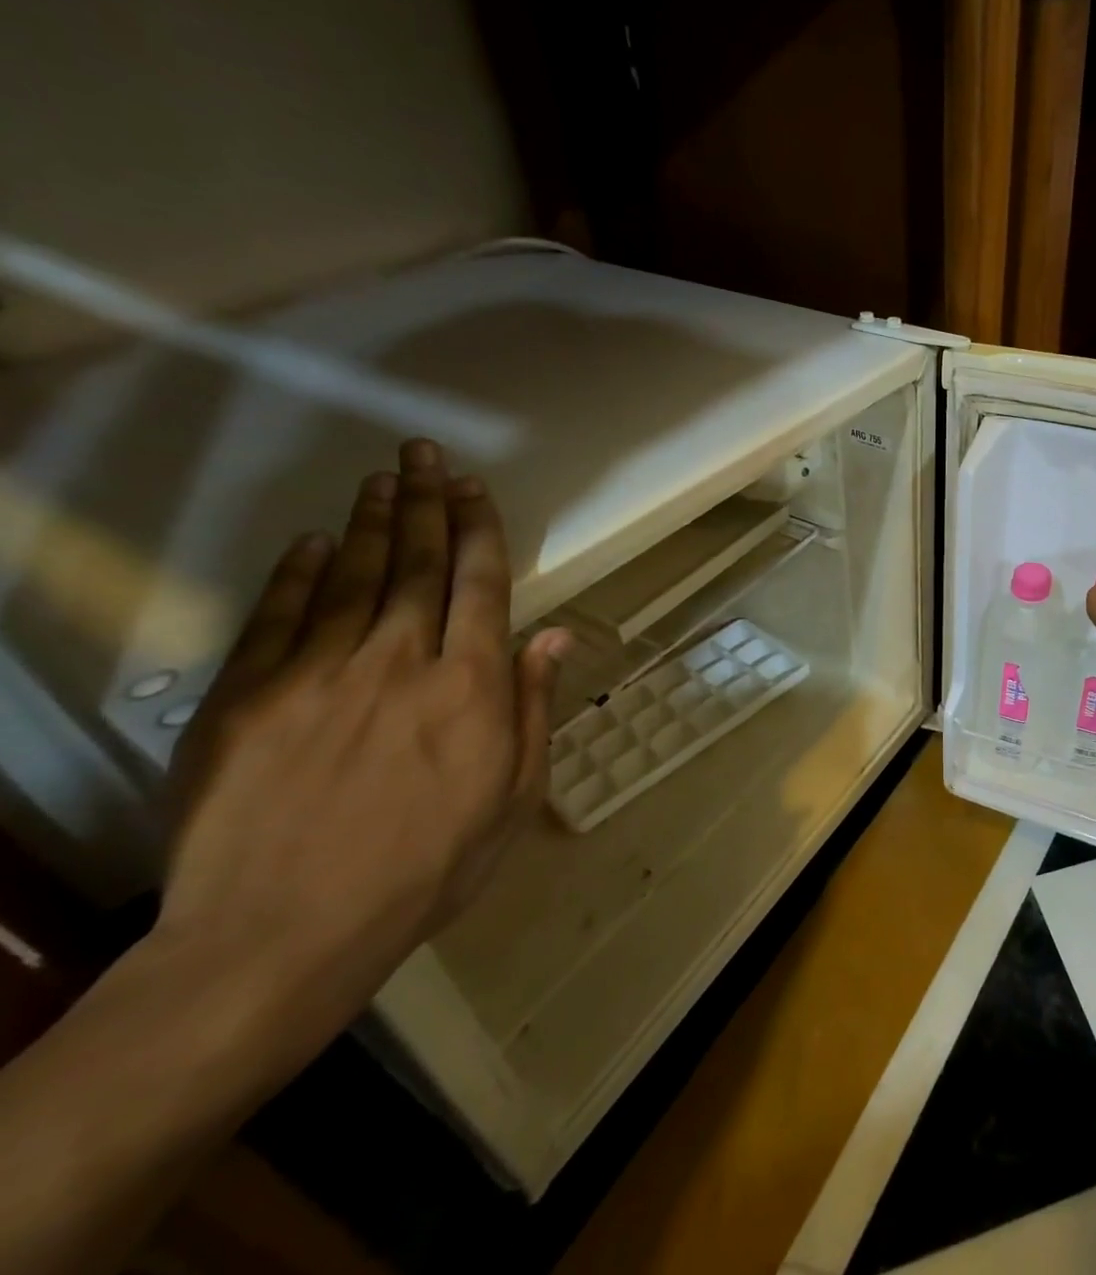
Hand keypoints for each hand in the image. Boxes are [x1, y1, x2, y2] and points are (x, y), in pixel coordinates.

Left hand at [152, 439, 568, 1062]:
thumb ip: (532, 707)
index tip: (475, 488)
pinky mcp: (246, 697)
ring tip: (382, 478)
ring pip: (351, 576)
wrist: (283, 936)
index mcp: (470, 686)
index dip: (479, 529)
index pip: (480, 584)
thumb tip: (552, 636)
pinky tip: (312, 541)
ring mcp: (317, 674)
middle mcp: (399, 660)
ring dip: (370, 522)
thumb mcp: (513, 795)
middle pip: (417, 563)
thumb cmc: (427, 866)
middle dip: (426, 503)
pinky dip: (297, 572)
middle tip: (425, 456)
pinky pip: (278, 616)